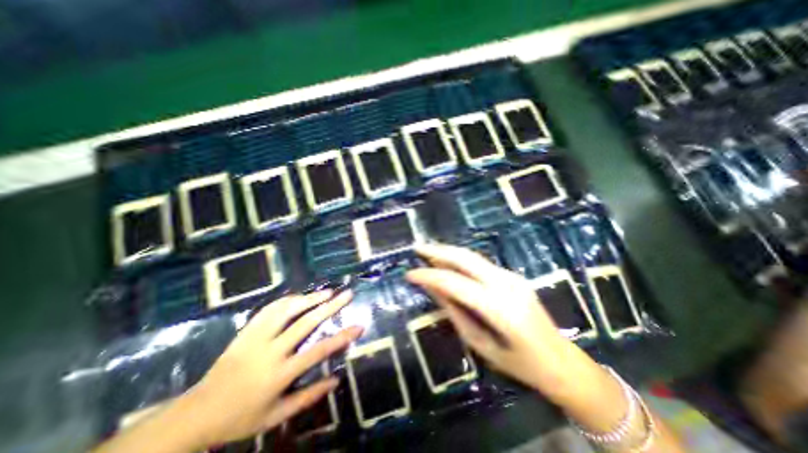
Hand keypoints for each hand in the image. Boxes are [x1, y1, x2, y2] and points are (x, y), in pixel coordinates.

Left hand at [183, 291, 362, 449]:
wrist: (197, 413)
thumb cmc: (241, 417)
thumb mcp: (277, 415)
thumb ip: (309, 397)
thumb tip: (337, 380)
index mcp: (280, 374)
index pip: (318, 351)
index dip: (342, 337)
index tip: (359, 325)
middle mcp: (270, 351)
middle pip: (306, 322)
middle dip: (330, 306)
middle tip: (346, 294)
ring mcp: (256, 338)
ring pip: (287, 310)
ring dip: (310, 298)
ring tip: (327, 291)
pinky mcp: (246, 331)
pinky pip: (269, 309)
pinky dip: (287, 299)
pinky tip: (300, 296)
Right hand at [405, 245, 566, 391]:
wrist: (561, 362)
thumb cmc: (520, 364)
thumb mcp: (480, 343)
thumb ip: (455, 312)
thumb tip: (433, 288)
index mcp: (499, 307)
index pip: (454, 283)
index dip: (429, 276)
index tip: (409, 274)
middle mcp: (506, 284)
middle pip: (465, 258)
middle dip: (438, 250)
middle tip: (417, 248)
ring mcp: (512, 277)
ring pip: (473, 257)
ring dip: (448, 252)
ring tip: (428, 252)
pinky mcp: (513, 276)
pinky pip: (480, 264)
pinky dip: (460, 260)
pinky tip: (448, 263)